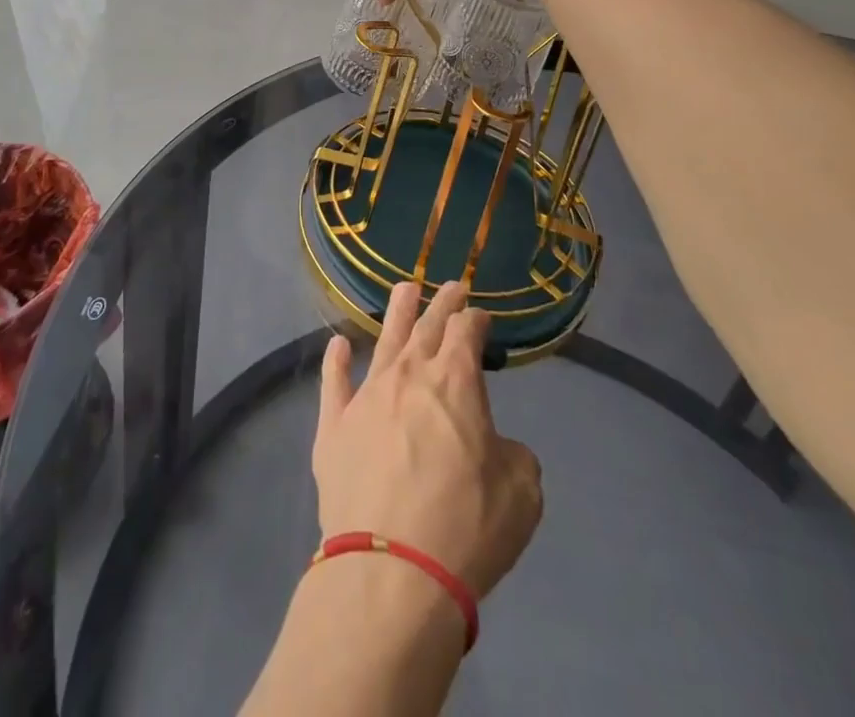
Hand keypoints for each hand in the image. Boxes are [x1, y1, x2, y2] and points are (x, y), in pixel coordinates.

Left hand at [313, 281, 543, 599]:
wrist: (391, 569)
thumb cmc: (466, 528)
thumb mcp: (521, 493)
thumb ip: (514, 455)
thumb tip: (495, 445)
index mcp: (455, 381)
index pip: (466, 331)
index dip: (476, 319)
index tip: (481, 316)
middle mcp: (408, 375)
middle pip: (427, 325)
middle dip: (442, 303)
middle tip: (451, 285)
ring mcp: (366, 396)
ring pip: (383, 340)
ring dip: (396, 312)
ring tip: (404, 289)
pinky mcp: (333, 425)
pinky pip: (333, 383)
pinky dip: (336, 361)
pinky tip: (337, 345)